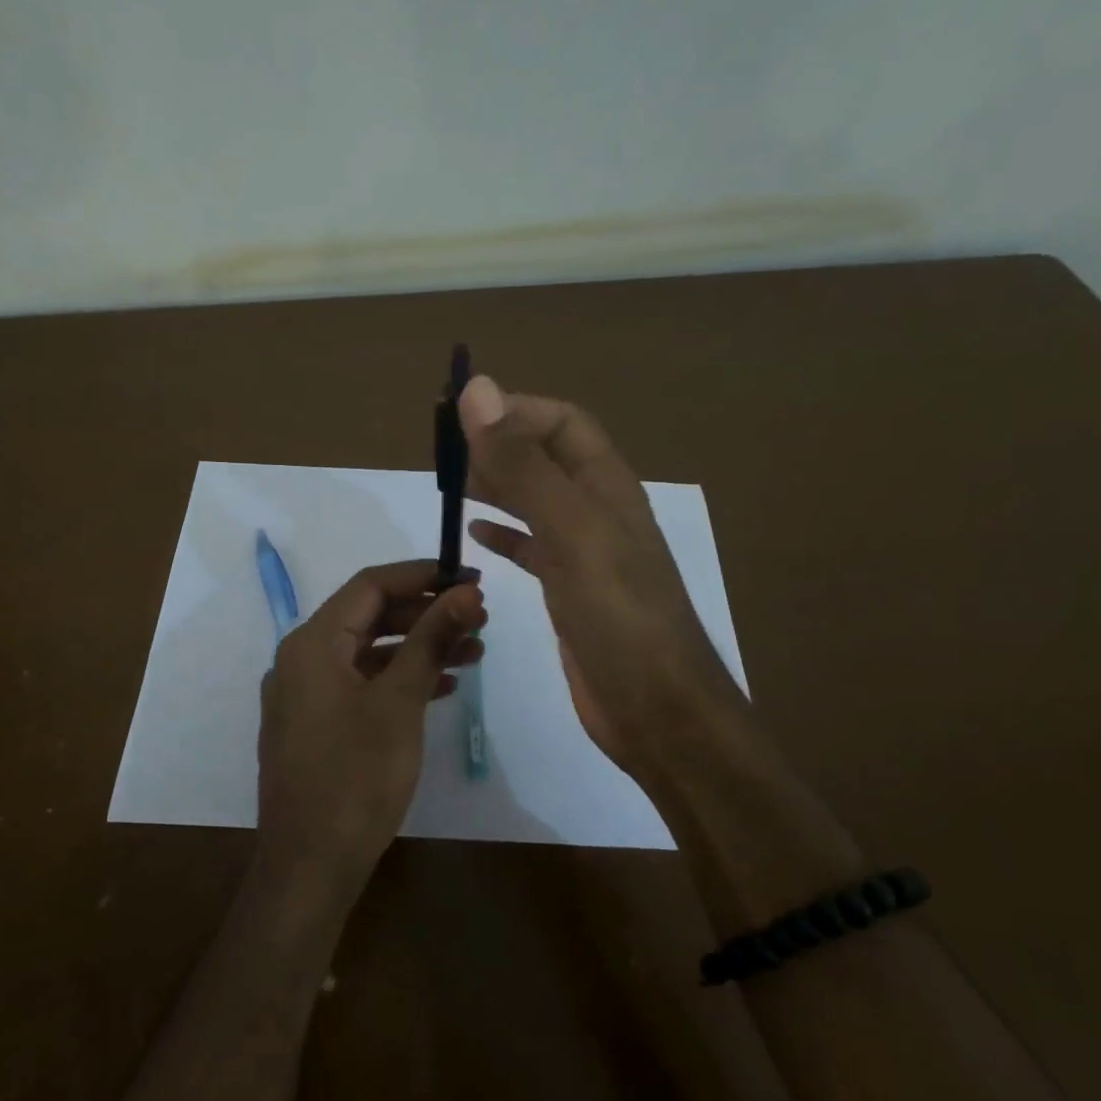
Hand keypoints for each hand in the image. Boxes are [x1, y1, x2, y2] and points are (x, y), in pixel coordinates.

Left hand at [255, 561, 485, 907]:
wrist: (310, 865)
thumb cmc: (356, 777)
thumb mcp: (400, 702)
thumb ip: (431, 640)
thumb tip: (466, 593)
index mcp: (312, 643)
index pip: (370, 585)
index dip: (422, 575)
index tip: (470, 579)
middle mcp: (302, 659)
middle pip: (369, 617)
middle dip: (426, 614)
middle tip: (479, 619)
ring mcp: (307, 695)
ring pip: (370, 653)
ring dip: (419, 648)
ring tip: (475, 651)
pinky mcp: (318, 725)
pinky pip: (363, 685)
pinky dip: (401, 680)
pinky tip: (445, 688)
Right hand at [459, 377, 742, 787]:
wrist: (656, 709)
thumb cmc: (617, 615)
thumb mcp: (570, 532)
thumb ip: (524, 465)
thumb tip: (478, 391)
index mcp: (606, 486)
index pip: (562, 422)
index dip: (515, 411)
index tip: (460, 420)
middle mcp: (598, 511)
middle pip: (545, 458)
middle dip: (499, 446)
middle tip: (444, 454)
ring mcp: (585, 553)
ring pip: (535, 501)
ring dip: (497, 486)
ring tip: (452, 484)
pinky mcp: (570, 591)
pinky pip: (532, 548)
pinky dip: (503, 535)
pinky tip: (475, 537)